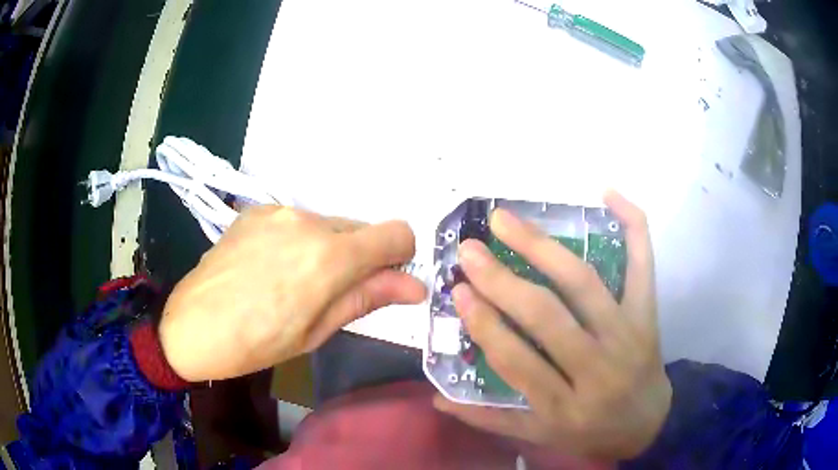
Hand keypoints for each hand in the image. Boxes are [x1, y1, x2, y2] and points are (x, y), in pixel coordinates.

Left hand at [159, 206, 425, 381]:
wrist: (191, 325)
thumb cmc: (257, 342)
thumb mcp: (317, 330)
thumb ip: (366, 298)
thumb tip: (414, 286)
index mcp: (329, 256)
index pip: (396, 233)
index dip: (400, 256)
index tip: (385, 280)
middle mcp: (308, 221)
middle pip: (361, 228)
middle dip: (361, 257)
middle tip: (333, 293)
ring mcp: (278, 212)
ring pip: (328, 225)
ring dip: (329, 249)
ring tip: (296, 284)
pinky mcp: (256, 212)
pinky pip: (297, 222)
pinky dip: (300, 242)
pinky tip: (272, 269)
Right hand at [434, 191, 670, 458]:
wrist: (649, 423)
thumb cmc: (591, 432)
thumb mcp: (541, 436)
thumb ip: (491, 420)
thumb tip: (438, 400)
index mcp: (565, 406)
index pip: (517, 361)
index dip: (485, 325)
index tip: (459, 291)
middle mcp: (597, 368)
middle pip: (548, 316)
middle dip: (502, 281)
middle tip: (469, 249)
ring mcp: (627, 334)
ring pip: (584, 284)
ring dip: (542, 247)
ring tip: (507, 220)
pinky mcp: (648, 314)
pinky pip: (643, 265)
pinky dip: (632, 225)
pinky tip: (608, 194)